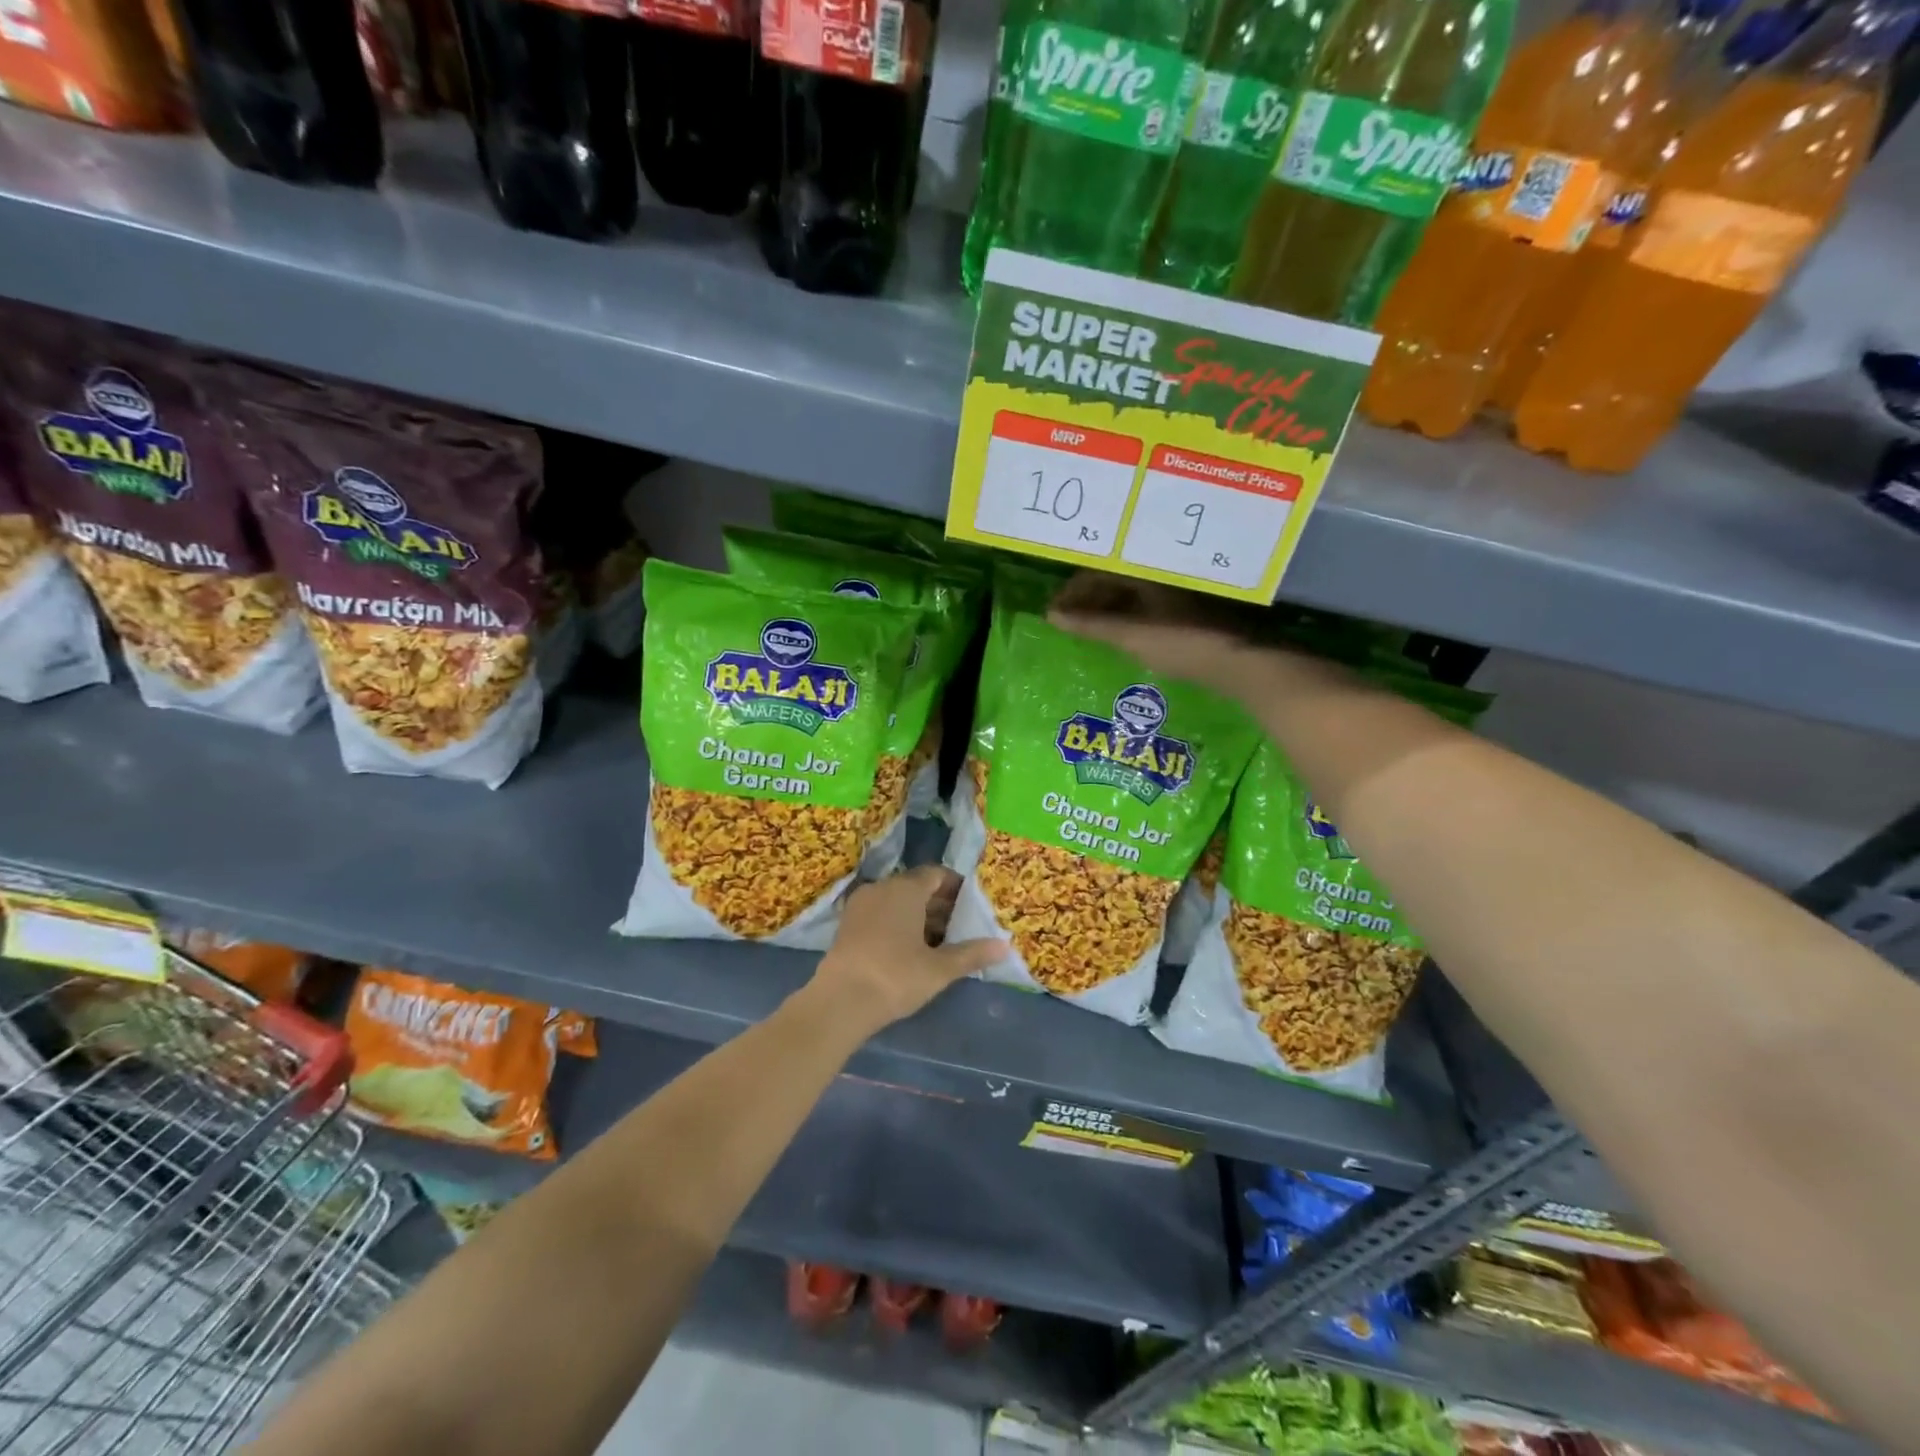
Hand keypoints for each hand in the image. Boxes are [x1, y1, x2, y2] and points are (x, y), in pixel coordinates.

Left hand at [809, 866, 1006, 1037]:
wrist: (839, 1002)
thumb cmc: (896, 977)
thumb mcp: (939, 969)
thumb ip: (972, 954)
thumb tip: (1005, 946)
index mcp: (905, 889)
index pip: (936, 874)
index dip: (956, 886)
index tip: (972, 904)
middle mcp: (881, 888)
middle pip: (916, 887)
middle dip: (939, 903)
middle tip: (961, 926)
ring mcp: (860, 905)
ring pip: (897, 901)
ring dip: (919, 915)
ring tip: (940, 942)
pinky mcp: (847, 925)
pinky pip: (880, 913)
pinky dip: (898, 923)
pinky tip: (910, 950)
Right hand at [1048, 574, 1286, 701]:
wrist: (1241, 663)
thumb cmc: (1182, 644)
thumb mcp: (1130, 636)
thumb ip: (1091, 625)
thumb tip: (1052, 615)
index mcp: (1147, 571)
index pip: (1098, 571)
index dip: (1072, 591)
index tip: (1055, 612)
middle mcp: (1162, 573)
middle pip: (1115, 578)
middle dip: (1089, 598)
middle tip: (1069, 621)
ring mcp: (1179, 591)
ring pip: (1132, 593)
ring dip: (1107, 608)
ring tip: (1089, 629)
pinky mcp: (1189, 609)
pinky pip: (1147, 605)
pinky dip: (1126, 616)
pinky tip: (1121, 634)